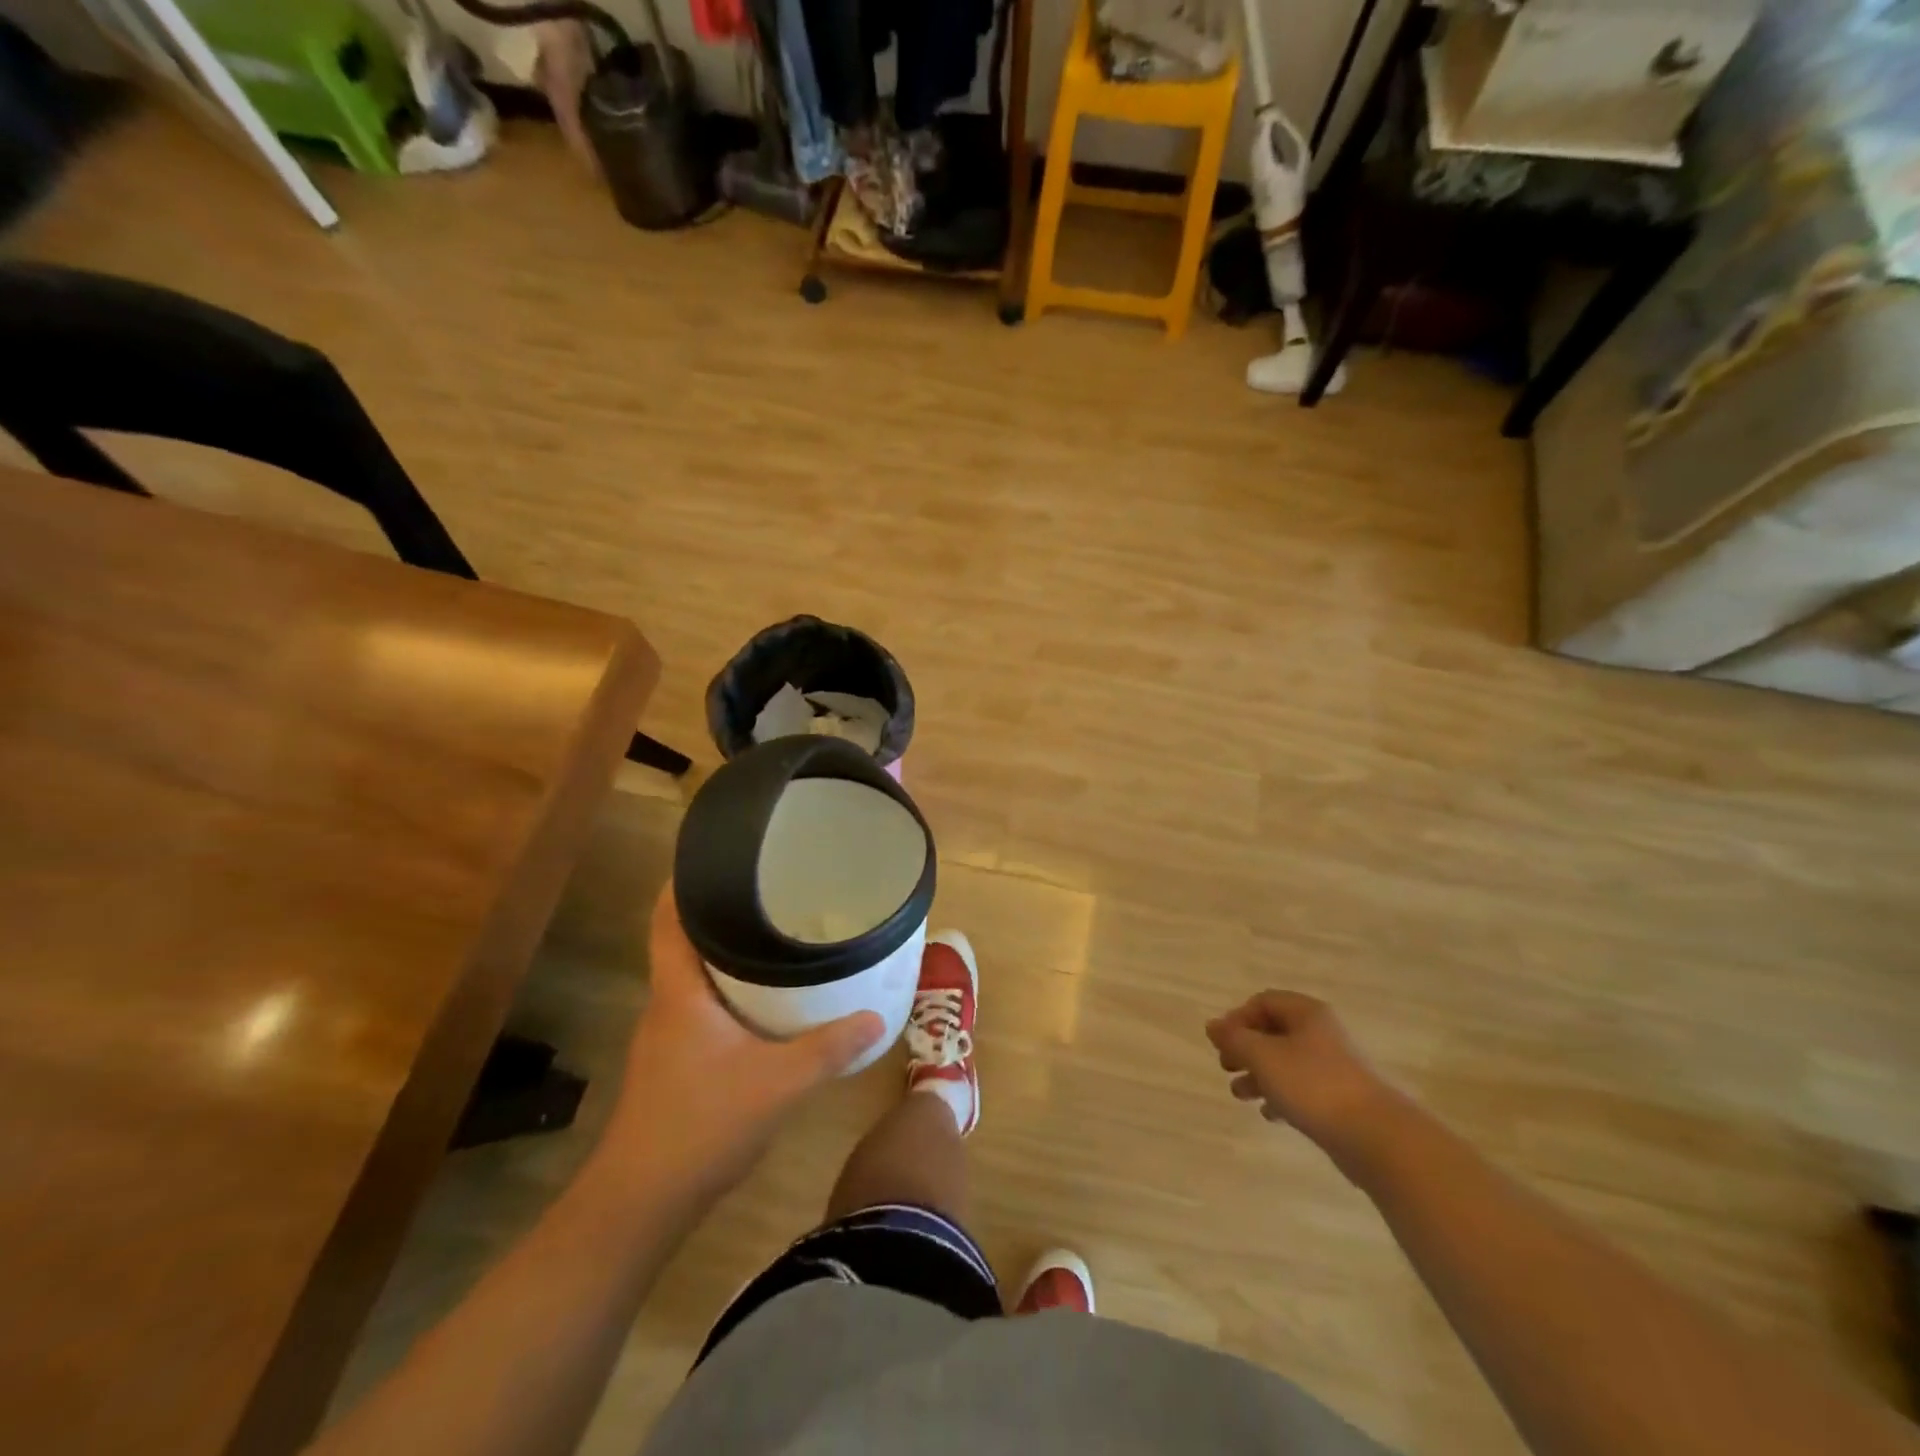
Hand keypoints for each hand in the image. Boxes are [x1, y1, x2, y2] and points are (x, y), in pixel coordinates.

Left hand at [599, 883, 883, 1199]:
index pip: (667, 918)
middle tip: (773, 891)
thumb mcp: (778, 1084)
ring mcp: (667, 1035)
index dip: (683, 881)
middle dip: (724, 913)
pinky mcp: (675, 1062)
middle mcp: (667, 1004)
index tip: (718, 854)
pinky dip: (731, 991)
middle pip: (686, 941)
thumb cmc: (701, 1126)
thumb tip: (875, 1016)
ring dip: (729, 955)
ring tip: (777, 936)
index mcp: (679, 992)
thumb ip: (829, 1048)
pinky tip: (766, 1002)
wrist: (640, 1204)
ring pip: (696, 976)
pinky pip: (703, 1006)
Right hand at [1206, 991, 1404, 1174]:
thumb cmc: (1313, 1085)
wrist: (1377, 1137)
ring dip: (1259, 1074)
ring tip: (1240, 1094)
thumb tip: (1212, 1025)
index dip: (1237, 1018)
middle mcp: (1321, 1033)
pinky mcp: (1341, 1098)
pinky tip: (1270, 1114)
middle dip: (1246, 1048)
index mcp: (1306, 1013)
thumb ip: (1234, 1039)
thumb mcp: (1263, 1057)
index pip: (1263, 1002)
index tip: (1221, 1043)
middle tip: (1226, 1066)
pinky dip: (1281, 1095)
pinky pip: (1302, 1087)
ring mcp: (1334, 1066)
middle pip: (1274, 1031)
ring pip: (1286, 1061)